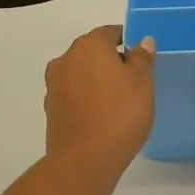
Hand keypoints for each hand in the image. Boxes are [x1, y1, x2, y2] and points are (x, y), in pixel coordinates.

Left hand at [43, 25, 156, 178]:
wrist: (83, 161)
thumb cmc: (119, 114)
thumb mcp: (142, 82)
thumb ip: (142, 58)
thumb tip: (141, 41)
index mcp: (89, 45)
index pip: (110, 33)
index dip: (128, 42)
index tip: (142, 61)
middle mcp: (66, 58)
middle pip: (93, 52)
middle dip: (111, 61)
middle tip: (134, 82)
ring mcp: (54, 84)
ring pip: (81, 73)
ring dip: (97, 80)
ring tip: (118, 102)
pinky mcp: (51, 109)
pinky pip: (73, 94)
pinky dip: (86, 98)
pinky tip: (101, 116)